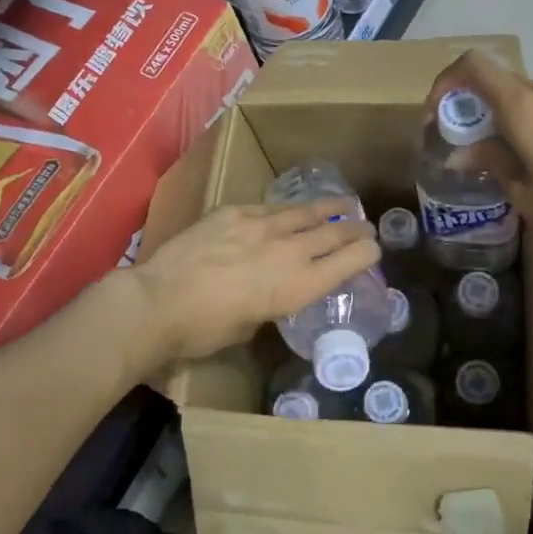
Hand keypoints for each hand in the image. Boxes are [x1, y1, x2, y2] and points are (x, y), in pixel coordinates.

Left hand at [125, 203, 379, 367]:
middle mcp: (289, 250)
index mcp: (298, 285)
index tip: (374, 250)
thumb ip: (269, 304)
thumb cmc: (204, 330)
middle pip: (334, 230)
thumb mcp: (250, 326)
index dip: (367, 253)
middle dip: (355, 227)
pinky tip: (287, 211)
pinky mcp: (234, 212)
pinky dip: (285, 211)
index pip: (349, 260)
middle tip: (365, 225)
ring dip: (329, 208)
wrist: (158, 301)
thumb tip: (267, 293)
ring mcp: (261, 225)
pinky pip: (268, 208)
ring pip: (305, 211)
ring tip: (343, 203)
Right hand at [426, 49, 532, 275]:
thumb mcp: (523, 193)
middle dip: (470, 106)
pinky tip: (529, 160)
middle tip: (460, 143)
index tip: (437, 116)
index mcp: (526, 108)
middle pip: (498, 82)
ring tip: (494, 157)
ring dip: (499, 117)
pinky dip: (526, 123)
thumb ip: (491, 161)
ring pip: (523, 97)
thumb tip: (463, 152)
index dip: (446, 82)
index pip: (474, 66)